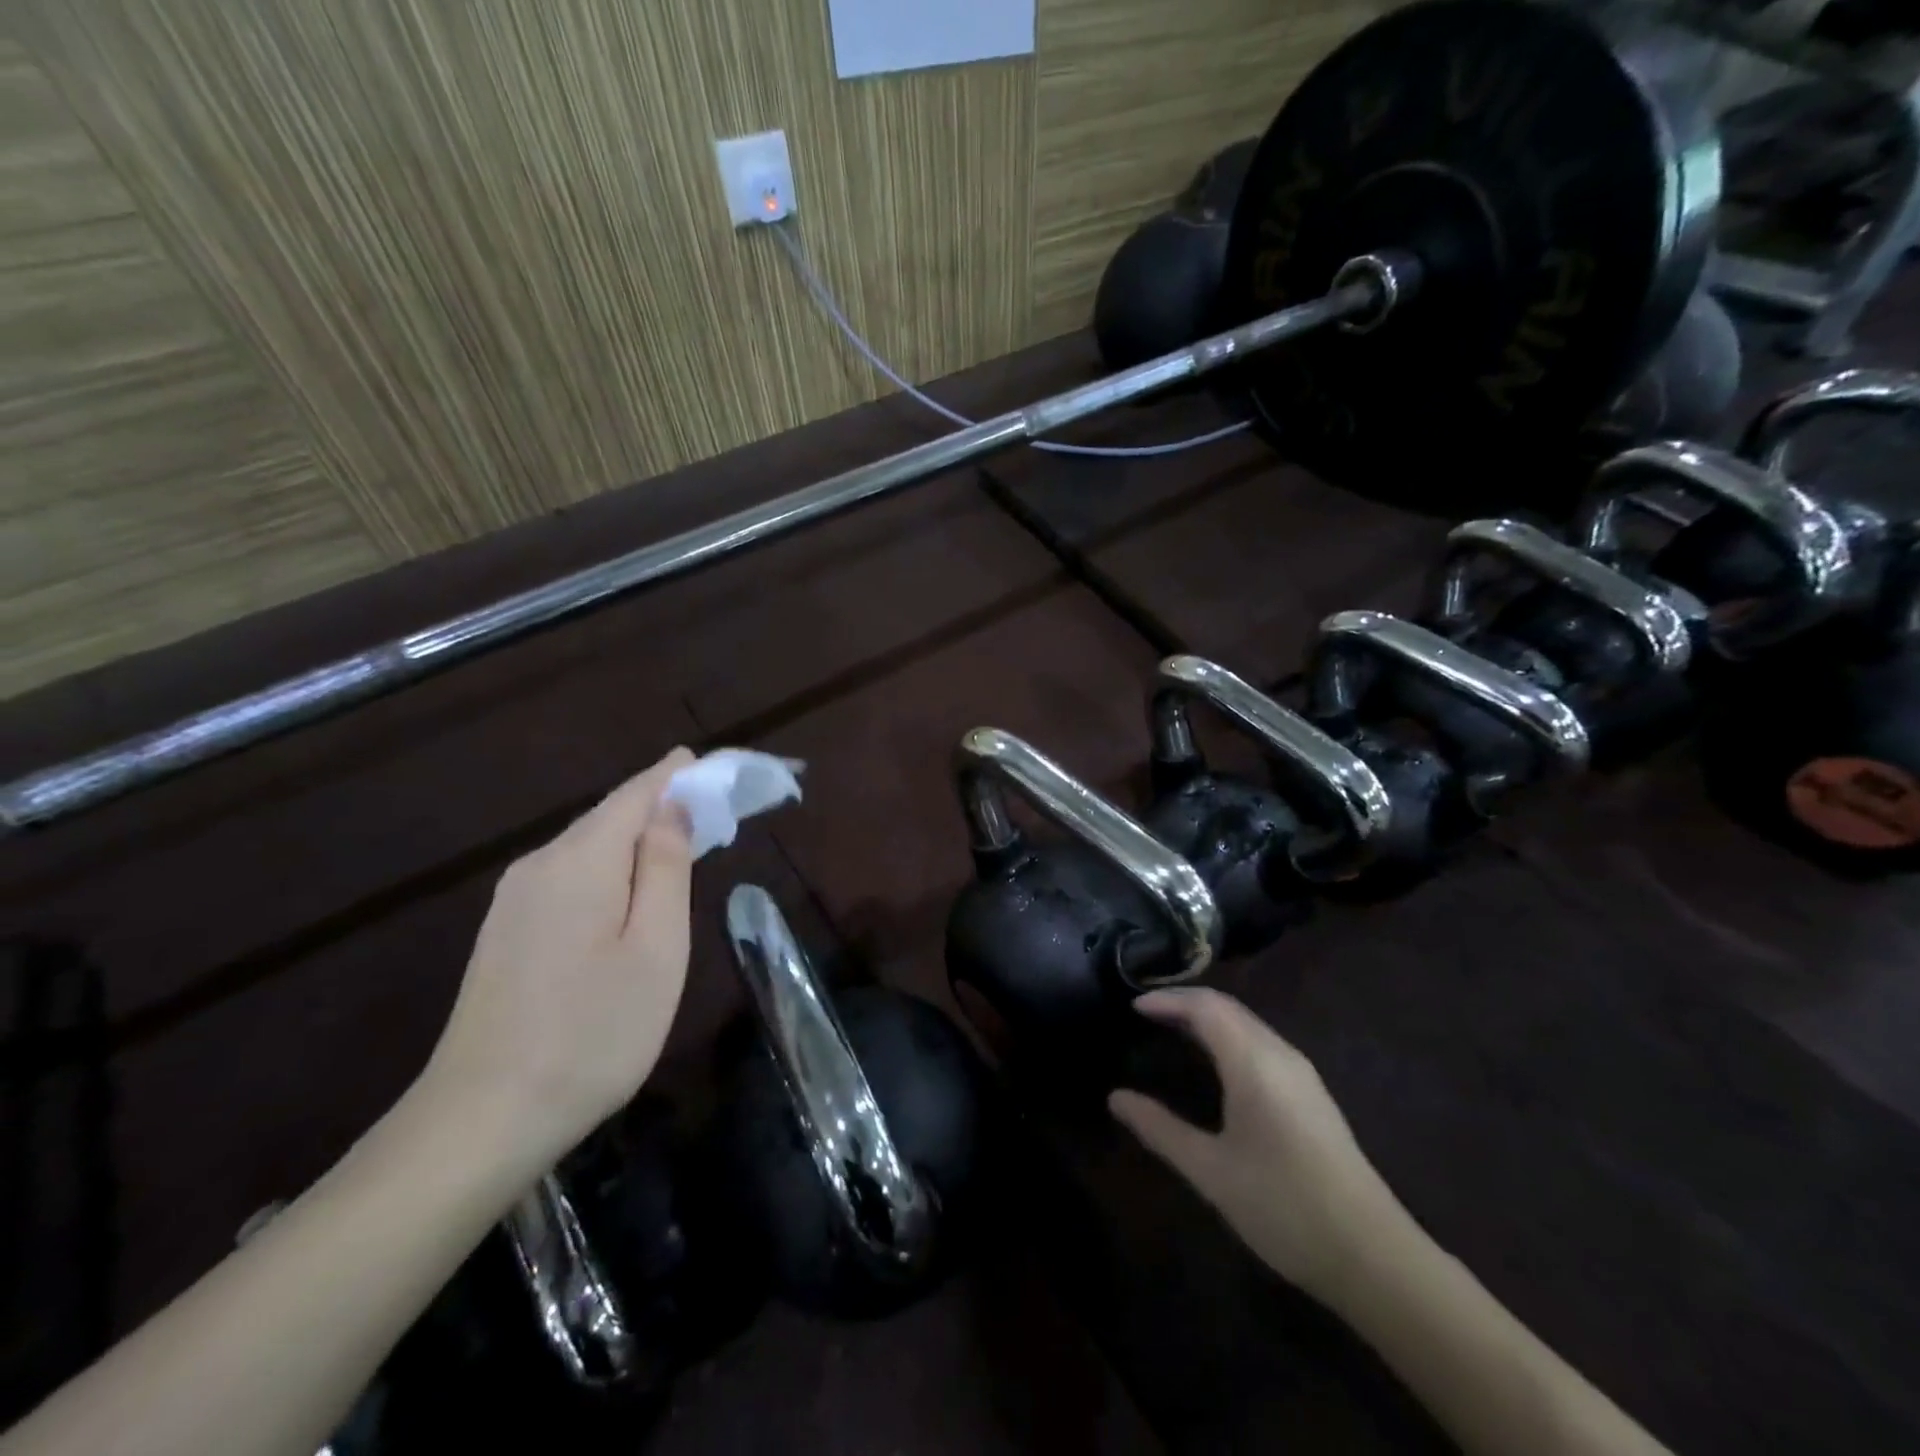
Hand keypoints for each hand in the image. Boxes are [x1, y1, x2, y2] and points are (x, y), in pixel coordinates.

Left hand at [420, 748, 697, 1173]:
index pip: (638, 793)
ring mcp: (514, 900)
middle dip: (663, 805)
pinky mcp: (506, 932)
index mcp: (580, 861)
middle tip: (715, 811)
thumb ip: (666, 868)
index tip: (716, 767)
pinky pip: (570, 876)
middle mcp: (540, 865)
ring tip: (684, 848)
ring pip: (589, 847)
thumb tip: (673, 807)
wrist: (482, 1121)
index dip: (679, 775)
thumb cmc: (593, 1033)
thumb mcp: (656, 947)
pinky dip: (610, 868)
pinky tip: (629, 893)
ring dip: (638, 838)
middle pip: (611, 815)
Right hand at [1109, 988, 1405, 1302]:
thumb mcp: (1210, 1171)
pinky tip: (1215, 1062)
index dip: (1168, 999)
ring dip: (1208, 1017)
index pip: (1205, 1007)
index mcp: (1254, 1062)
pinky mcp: (1312, 1095)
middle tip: (1146, 1012)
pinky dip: (1228, 1035)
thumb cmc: (1283, 1206)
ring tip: (1172, 1030)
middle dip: (1185, 1002)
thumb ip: (1160, 1128)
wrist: (1374, 1256)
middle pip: (1228, 1007)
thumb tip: (1115, 1097)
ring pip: (1248, 1024)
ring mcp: (1302, 1074)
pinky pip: (1261, 1043)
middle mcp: (1280, 1055)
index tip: (1132, 1005)